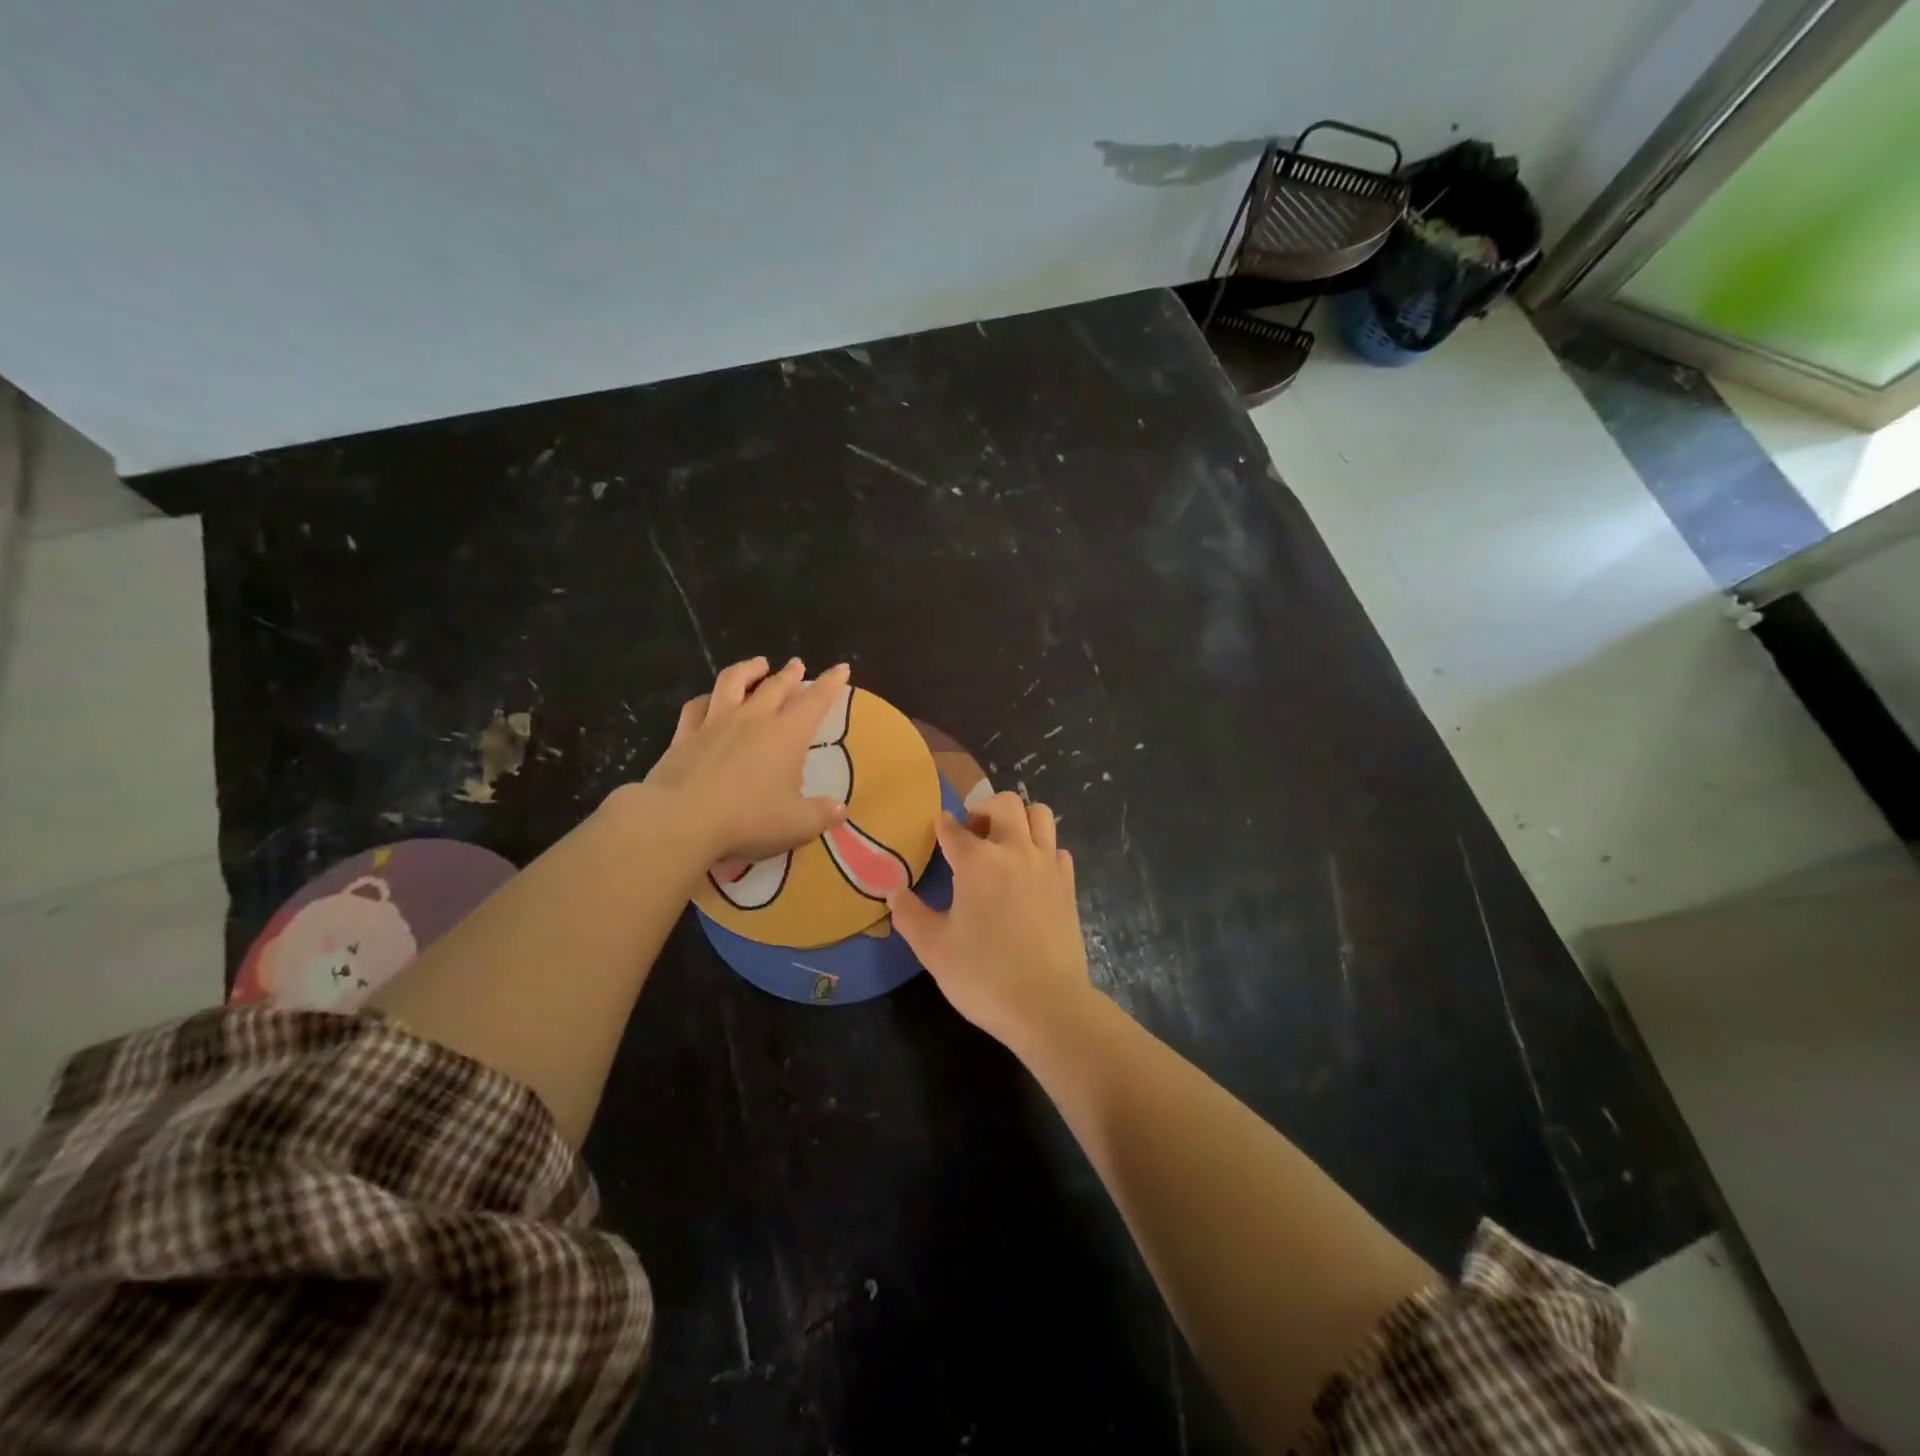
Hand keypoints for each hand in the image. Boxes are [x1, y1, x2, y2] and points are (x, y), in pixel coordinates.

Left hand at [643, 657, 850, 863]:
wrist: (681, 819)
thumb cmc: (748, 819)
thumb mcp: (797, 824)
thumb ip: (821, 814)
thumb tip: (840, 810)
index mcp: (787, 734)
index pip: (815, 701)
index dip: (830, 683)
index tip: (841, 668)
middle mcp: (753, 719)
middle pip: (775, 685)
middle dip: (790, 673)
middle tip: (797, 665)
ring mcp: (715, 722)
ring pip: (733, 682)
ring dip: (748, 669)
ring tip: (758, 664)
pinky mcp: (684, 735)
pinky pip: (697, 705)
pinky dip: (708, 697)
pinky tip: (710, 699)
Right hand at [887, 792, 1095, 1049]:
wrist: (1047, 1004)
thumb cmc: (983, 975)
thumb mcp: (933, 948)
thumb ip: (909, 914)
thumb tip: (894, 891)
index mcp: (977, 861)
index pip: (953, 829)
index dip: (942, 827)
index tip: (937, 830)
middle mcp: (1014, 851)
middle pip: (1004, 803)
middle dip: (983, 809)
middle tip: (972, 833)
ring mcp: (1046, 865)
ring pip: (1039, 815)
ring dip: (1019, 819)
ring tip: (1004, 843)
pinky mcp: (1068, 885)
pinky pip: (1057, 848)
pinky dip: (1042, 849)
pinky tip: (1030, 873)